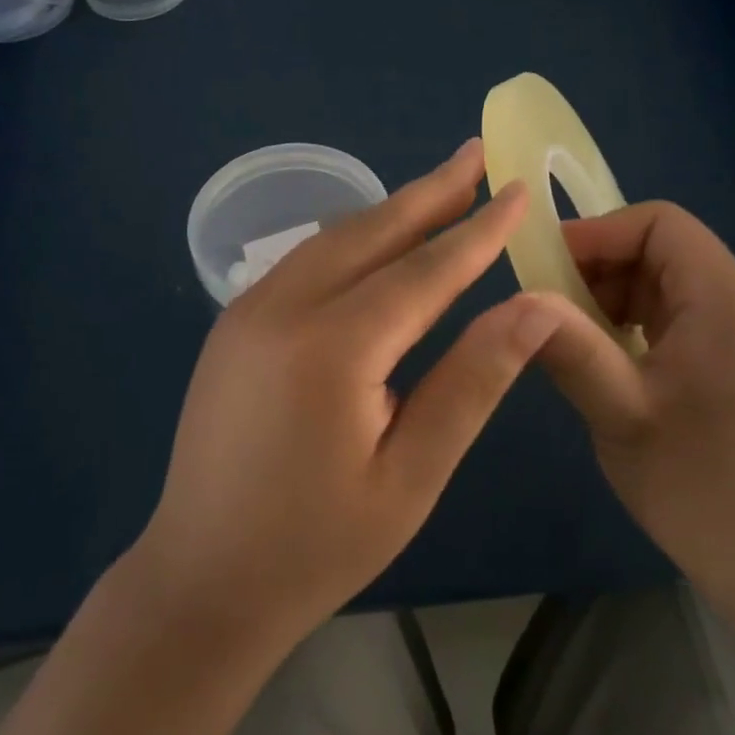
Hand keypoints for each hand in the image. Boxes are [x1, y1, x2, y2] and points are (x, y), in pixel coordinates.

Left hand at [131, 140, 561, 652]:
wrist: (200, 581)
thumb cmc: (316, 545)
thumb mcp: (411, 475)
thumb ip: (472, 382)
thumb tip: (535, 308)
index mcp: (331, 348)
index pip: (425, 270)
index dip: (478, 230)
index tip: (520, 189)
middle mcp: (283, 307)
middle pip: (373, 231)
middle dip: (432, 190)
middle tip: (478, 152)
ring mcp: (249, 309)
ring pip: (334, 238)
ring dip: (392, 210)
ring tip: (442, 186)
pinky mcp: (234, 322)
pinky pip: (305, 261)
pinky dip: (354, 239)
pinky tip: (380, 238)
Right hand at [532, 202, 734, 625]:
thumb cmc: (706, 488)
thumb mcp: (622, 415)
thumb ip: (569, 348)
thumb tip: (514, 298)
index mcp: (724, 299)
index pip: (660, 223)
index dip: (598, 233)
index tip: (546, 269)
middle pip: (661, 250)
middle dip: (599, 269)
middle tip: (548, 311)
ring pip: (664, 288)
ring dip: (611, 301)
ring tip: (570, 343)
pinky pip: (676, 323)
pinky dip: (633, 329)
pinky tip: (607, 369)